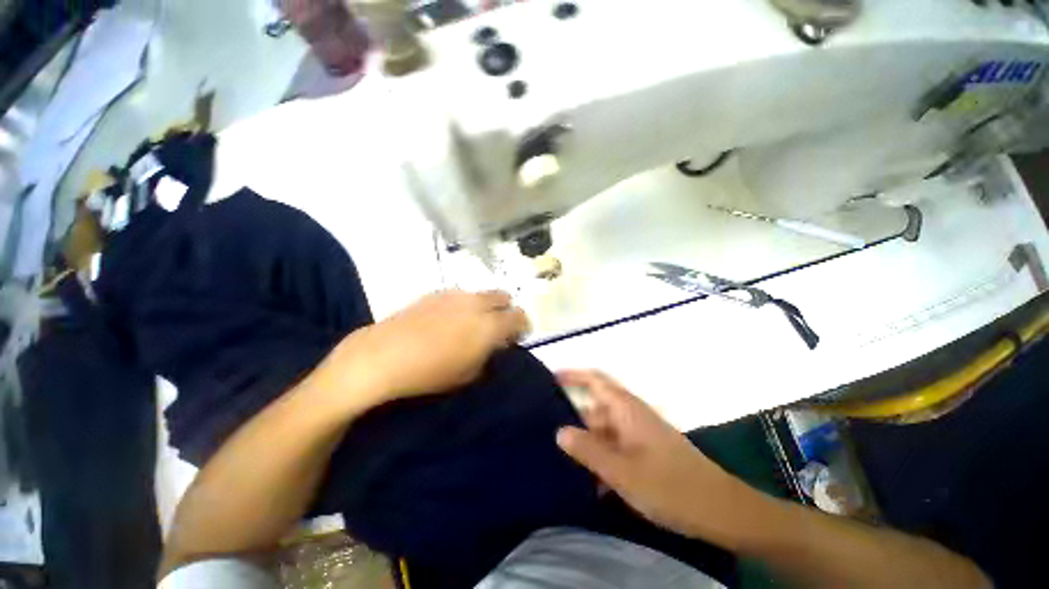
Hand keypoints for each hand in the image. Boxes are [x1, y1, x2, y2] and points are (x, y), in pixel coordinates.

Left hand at [318, 290, 530, 408]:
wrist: (383, 356)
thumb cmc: (430, 372)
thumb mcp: (469, 373)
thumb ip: (488, 354)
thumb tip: (493, 344)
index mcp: (490, 324)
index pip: (520, 316)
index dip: (522, 326)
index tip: (516, 336)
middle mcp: (477, 303)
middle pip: (504, 297)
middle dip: (506, 310)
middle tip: (496, 327)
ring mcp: (456, 294)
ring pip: (482, 294)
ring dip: (485, 306)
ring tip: (470, 323)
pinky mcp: (437, 292)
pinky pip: (461, 295)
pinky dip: (464, 304)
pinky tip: (448, 320)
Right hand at [556, 370, 749, 538]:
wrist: (720, 509)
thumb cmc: (670, 486)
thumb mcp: (622, 471)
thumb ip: (588, 450)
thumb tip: (559, 432)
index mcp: (626, 409)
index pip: (595, 380)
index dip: (573, 375)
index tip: (550, 378)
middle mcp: (632, 415)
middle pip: (596, 408)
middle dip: (575, 421)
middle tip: (549, 437)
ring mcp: (640, 433)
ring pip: (605, 431)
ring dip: (589, 445)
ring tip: (566, 464)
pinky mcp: (646, 451)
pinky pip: (617, 447)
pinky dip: (604, 459)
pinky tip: (594, 484)